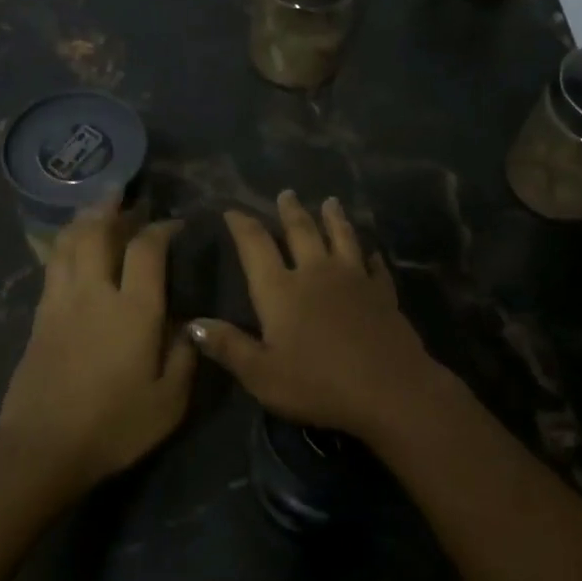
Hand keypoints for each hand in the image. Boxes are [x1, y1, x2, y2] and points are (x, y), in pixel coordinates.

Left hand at [0, 194, 195, 497]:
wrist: (43, 449)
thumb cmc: (115, 426)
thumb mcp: (170, 401)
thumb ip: (185, 355)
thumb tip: (187, 323)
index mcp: (134, 310)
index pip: (147, 249)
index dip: (162, 228)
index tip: (175, 223)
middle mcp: (96, 294)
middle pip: (99, 232)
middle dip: (113, 207)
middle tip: (124, 191)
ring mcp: (62, 302)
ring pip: (69, 243)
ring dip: (85, 218)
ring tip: (97, 205)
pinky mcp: (39, 317)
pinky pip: (52, 265)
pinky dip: (64, 244)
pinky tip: (71, 244)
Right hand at [188, 191, 453, 443]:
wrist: (388, 388)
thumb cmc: (317, 383)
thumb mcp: (262, 374)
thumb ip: (229, 346)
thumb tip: (193, 323)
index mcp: (280, 290)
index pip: (255, 246)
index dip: (242, 225)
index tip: (232, 210)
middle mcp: (315, 273)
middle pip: (301, 231)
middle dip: (290, 211)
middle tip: (286, 192)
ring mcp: (353, 278)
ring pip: (341, 237)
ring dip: (334, 218)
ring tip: (330, 202)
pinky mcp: (382, 292)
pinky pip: (374, 266)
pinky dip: (370, 255)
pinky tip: (371, 252)